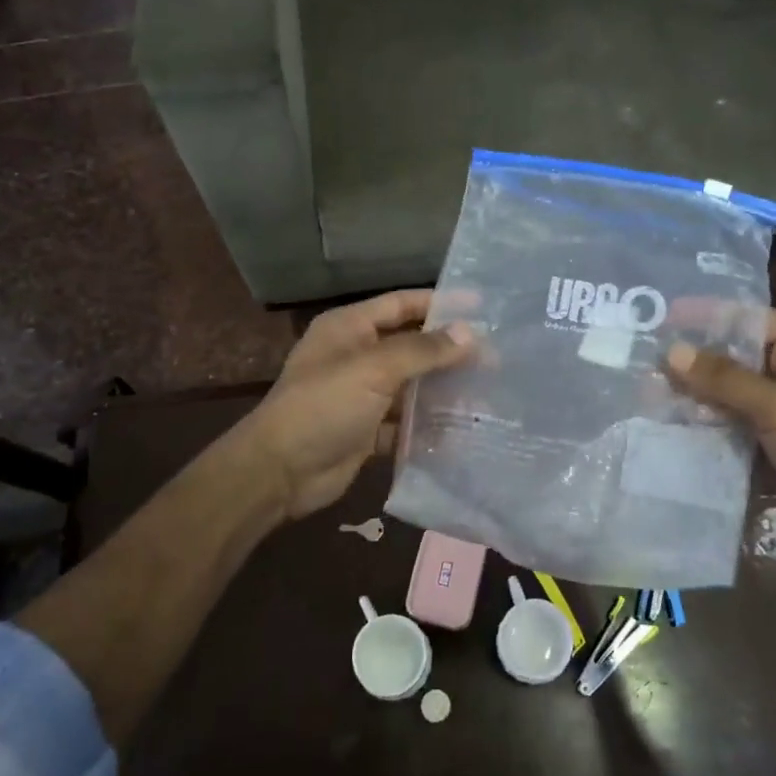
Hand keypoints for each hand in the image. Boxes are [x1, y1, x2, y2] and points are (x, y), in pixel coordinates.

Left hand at [239, 291, 474, 520]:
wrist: (280, 472)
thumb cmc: (324, 406)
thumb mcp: (374, 369)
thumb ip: (423, 350)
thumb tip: (470, 333)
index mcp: (350, 328)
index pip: (402, 304)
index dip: (440, 303)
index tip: (482, 306)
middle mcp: (356, 356)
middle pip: (411, 346)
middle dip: (449, 352)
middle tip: (496, 358)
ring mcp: (361, 395)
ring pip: (411, 387)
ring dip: (443, 391)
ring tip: (489, 394)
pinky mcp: (367, 431)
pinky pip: (405, 423)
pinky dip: (428, 427)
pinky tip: (462, 431)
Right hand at [664, 309, 775, 571]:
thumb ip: (725, 380)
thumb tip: (670, 352)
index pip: (748, 319)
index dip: (706, 315)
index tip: (660, 317)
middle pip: (731, 358)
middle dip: (690, 361)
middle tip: (640, 361)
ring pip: (725, 396)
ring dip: (690, 397)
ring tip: (643, 394)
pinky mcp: (768, 449)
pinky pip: (728, 429)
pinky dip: (701, 428)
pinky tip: (665, 428)